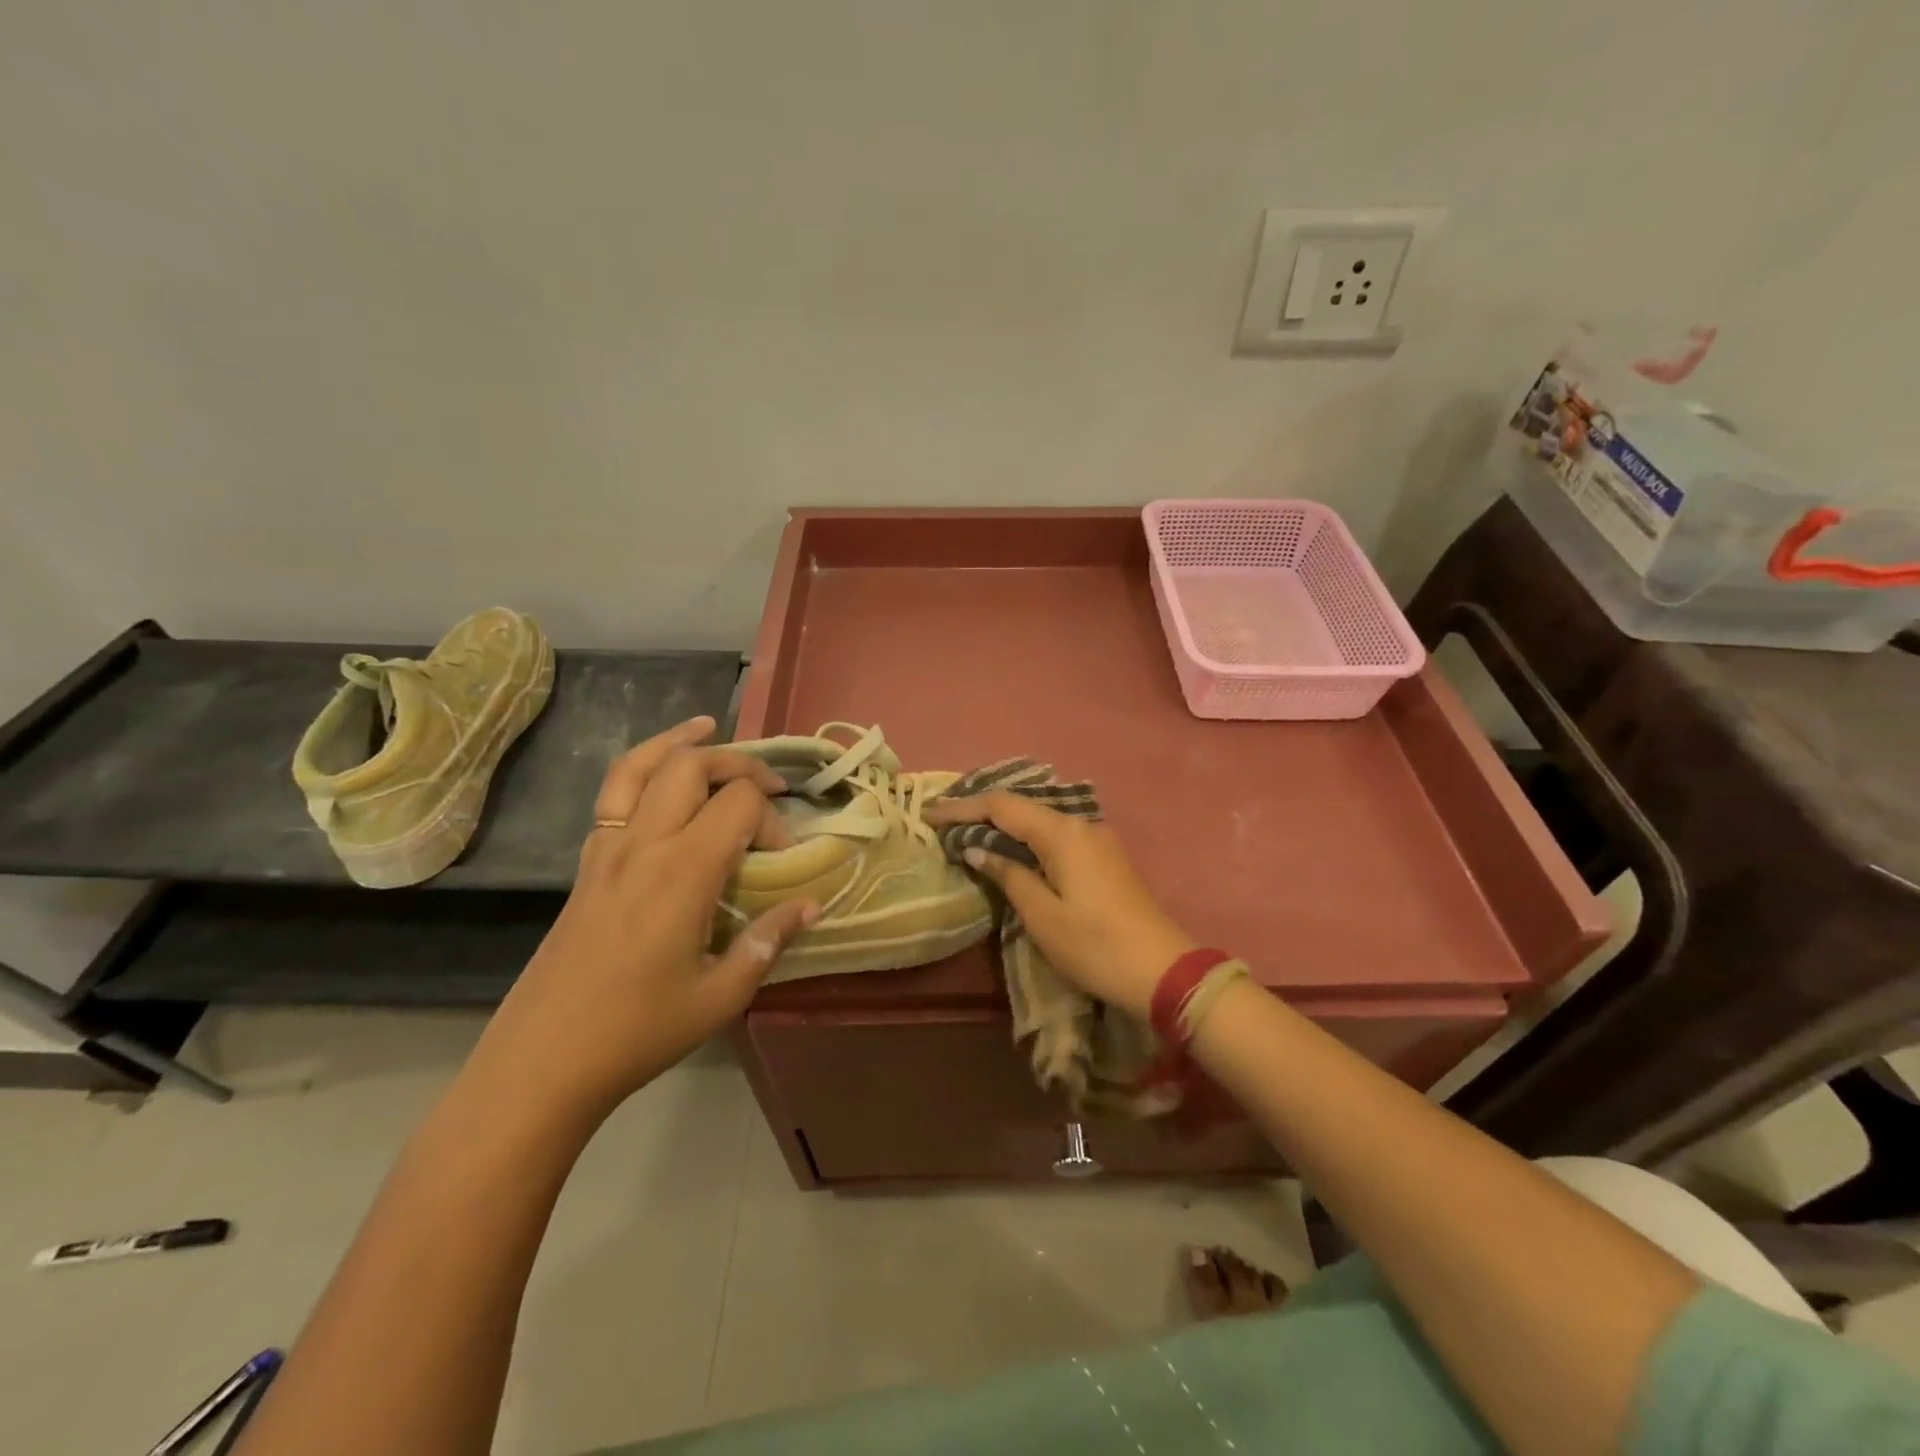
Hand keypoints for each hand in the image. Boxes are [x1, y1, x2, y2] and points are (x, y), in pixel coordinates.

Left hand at [473, 716, 816, 1119]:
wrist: (542, 1061)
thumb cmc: (639, 1031)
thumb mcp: (721, 995)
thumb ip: (769, 941)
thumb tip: (812, 904)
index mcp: (683, 872)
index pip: (739, 803)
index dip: (773, 818)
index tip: (783, 858)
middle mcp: (644, 844)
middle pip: (692, 766)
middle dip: (738, 763)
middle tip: (767, 785)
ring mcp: (607, 848)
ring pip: (641, 766)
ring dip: (679, 743)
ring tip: (707, 728)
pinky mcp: (586, 863)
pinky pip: (612, 794)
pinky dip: (641, 767)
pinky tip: (659, 777)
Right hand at [923, 792, 1194, 1018]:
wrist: (1162, 970)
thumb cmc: (1094, 945)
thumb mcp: (1041, 915)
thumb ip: (1008, 875)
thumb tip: (977, 849)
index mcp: (1062, 833)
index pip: (1002, 806)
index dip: (963, 808)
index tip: (930, 814)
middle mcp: (1080, 824)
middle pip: (1022, 806)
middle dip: (982, 811)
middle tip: (946, 820)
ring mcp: (1097, 839)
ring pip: (1040, 819)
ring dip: (1005, 823)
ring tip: (970, 832)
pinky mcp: (1105, 856)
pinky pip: (1056, 834)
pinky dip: (1027, 836)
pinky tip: (1011, 849)